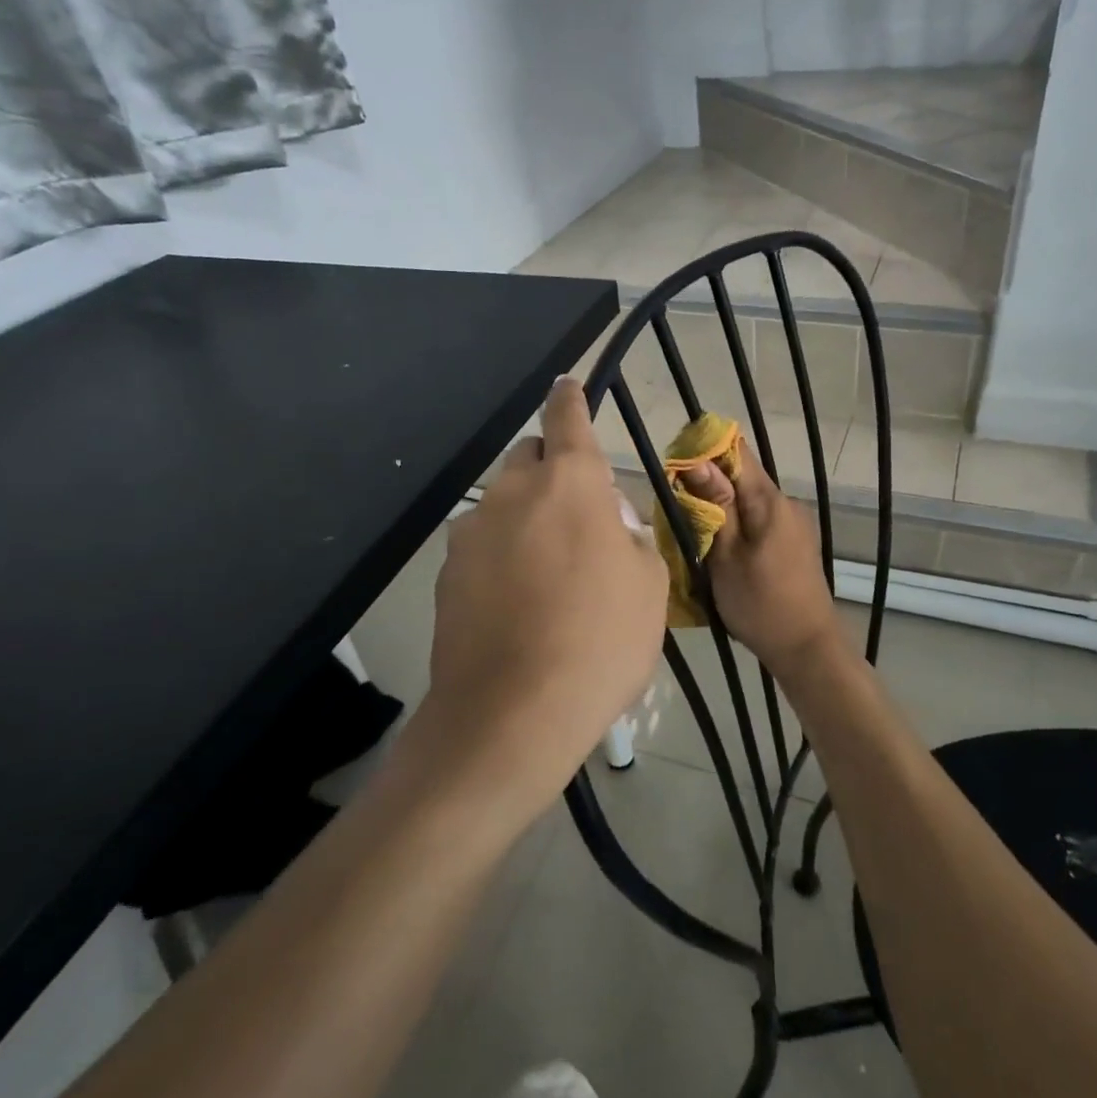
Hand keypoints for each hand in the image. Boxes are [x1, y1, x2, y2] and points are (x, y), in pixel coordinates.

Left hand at [405, 378, 667, 820]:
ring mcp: (472, 532)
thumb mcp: (649, 587)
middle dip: (552, 473)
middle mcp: (512, 493)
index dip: (570, 398)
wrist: (513, 713)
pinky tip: (516, 604)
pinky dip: (502, 556)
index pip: (567, 419)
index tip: (567, 384)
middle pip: (530, 460)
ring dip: (526, 518)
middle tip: (580, 521)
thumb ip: (632, 538)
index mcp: (570, 484)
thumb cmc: (600, 642)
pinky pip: (482, 546)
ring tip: (548, 574)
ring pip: (503, 504)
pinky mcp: (446, 572)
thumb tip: (610, 525)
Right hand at [679, 440, 843, 675]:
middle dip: (707, 484)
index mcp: (770, 500)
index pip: (737, 451)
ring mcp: (793, 523)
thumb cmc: (761, 604)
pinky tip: (719, 547)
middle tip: (676, 507)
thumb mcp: (726, 557)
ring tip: (693, 531)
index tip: (676, 467)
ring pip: (748, 500)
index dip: (705, 451)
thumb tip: (697, 462)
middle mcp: (786, 503)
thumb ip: (714, 507)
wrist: (807, 648)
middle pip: (741, 476)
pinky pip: (759, 519)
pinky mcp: (794, 542)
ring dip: (721, 507)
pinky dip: (737, 525)